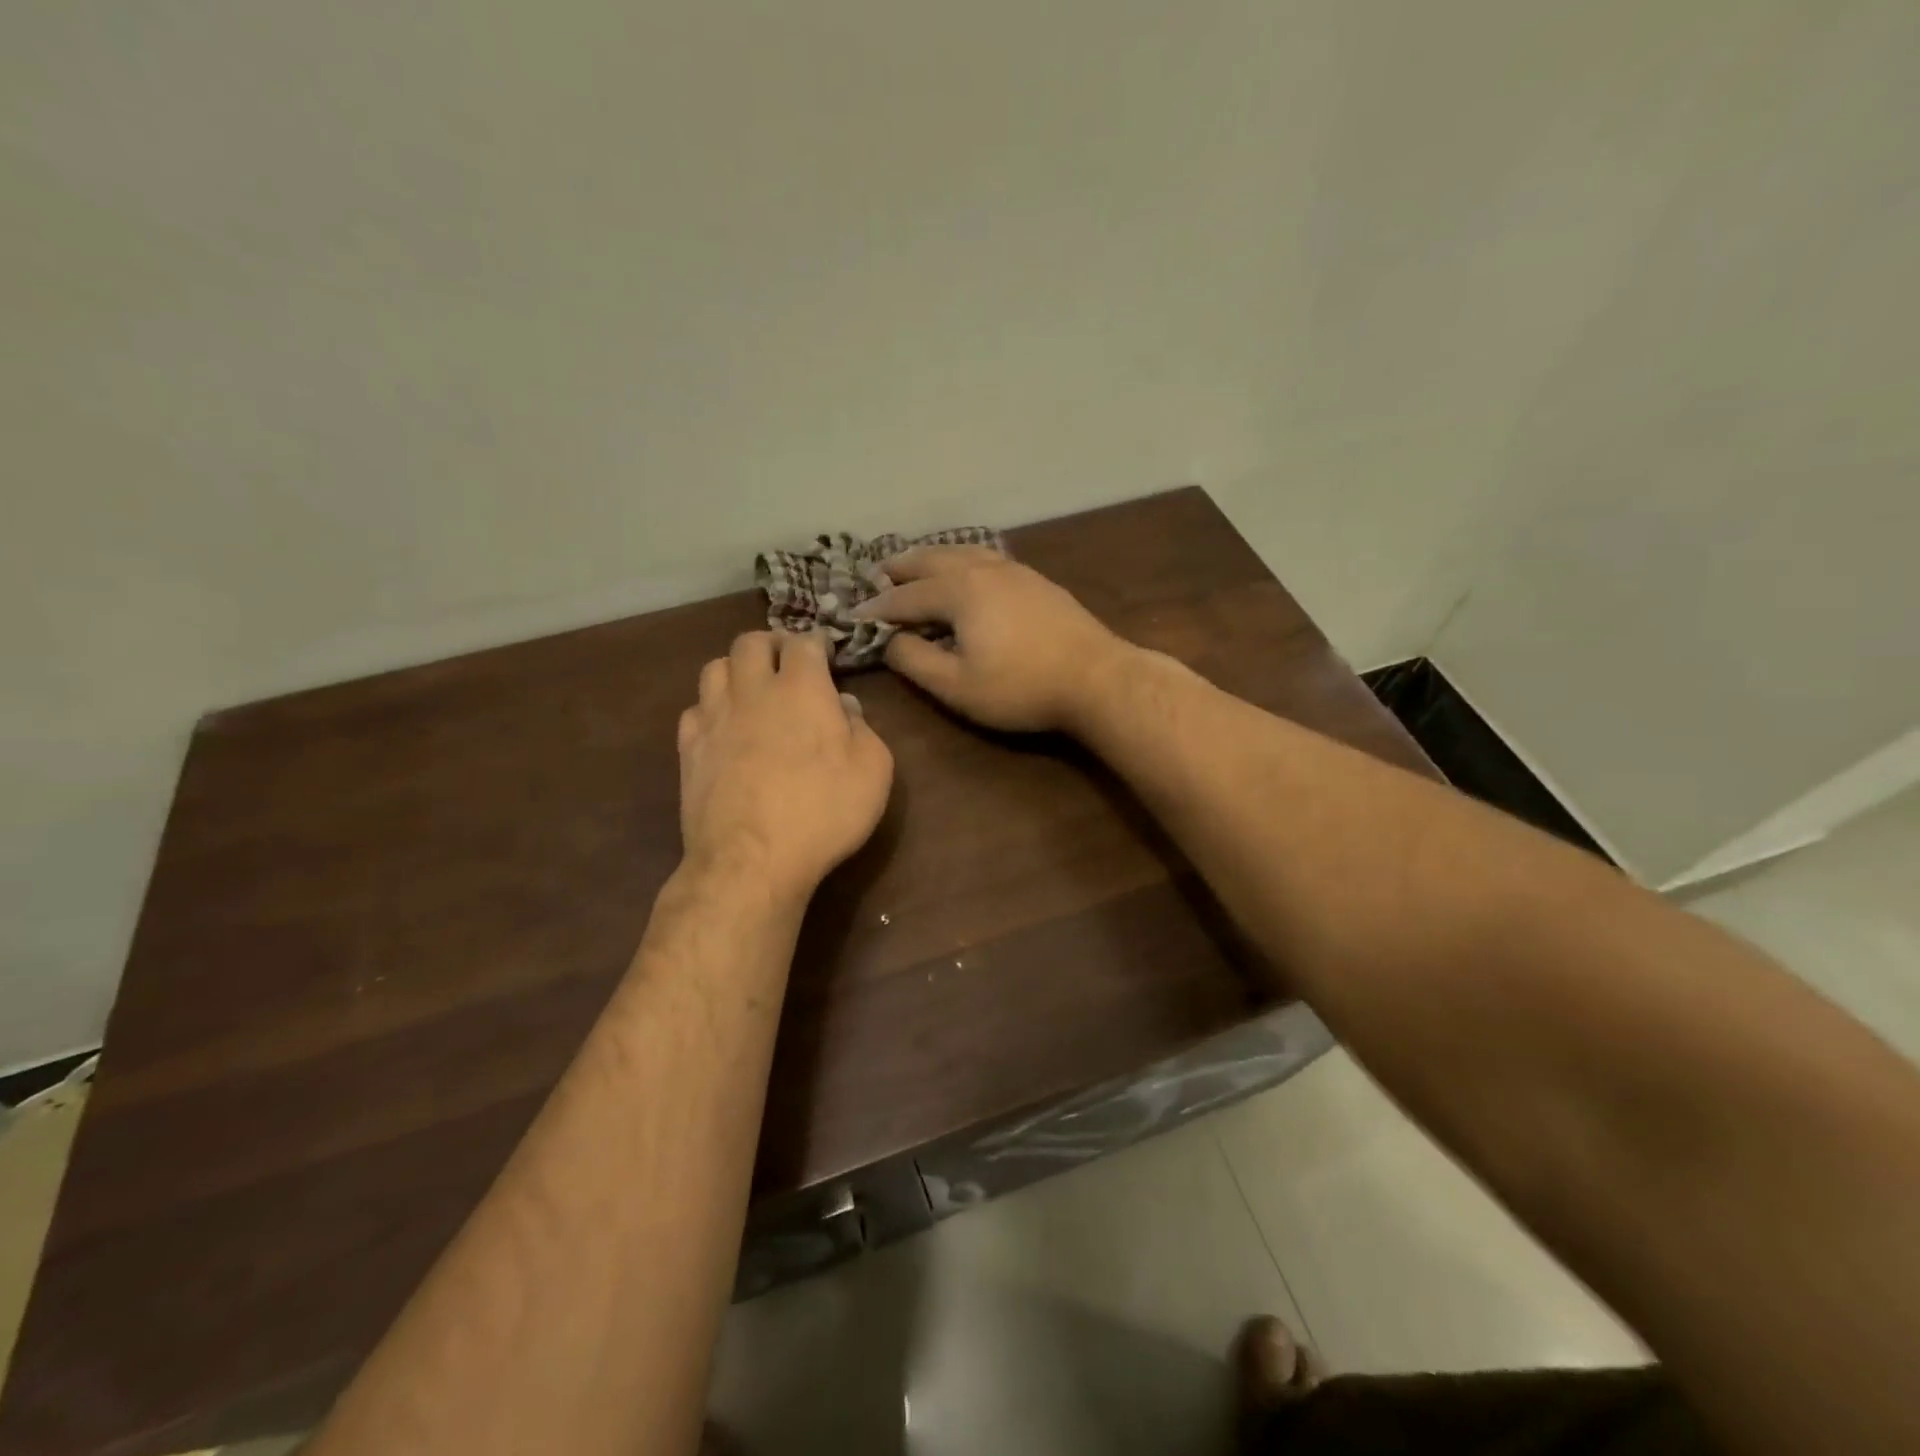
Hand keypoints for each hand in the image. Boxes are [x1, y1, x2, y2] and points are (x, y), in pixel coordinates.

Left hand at [678, 631, 892, 902]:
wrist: (752, 860)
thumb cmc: (824, 812)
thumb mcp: (873, 770)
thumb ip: (863, 728)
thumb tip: (843, 706)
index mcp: (802, 689)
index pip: (804, 643)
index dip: (816, 643)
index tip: (825, 654)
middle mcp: (753, 691)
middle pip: (750, 642)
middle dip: (771, 644)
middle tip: (786, 662)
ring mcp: (714, 718)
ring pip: (715, 667)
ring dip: (736, 669)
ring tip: (751, 689)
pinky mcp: (689, 748)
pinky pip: (694, 708)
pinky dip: (710, 708)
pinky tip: (723, 727)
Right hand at [852, 547, 1129, 732]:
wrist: (1096, 678)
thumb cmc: (1021, 687)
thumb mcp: (957, 686)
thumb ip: (915, 662)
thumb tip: (891, 641)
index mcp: (959, 591)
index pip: (906, 598)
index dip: (877, 608)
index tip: (853, 615)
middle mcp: (983, 569)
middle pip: (932, 561)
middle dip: (901, 568)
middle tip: (878, 574)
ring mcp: (1014, 571)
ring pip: (962, 552)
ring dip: (933, 558)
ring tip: (917, 565)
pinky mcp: (1037, 581)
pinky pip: (986, 558)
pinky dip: (963, 560)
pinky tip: (967, 571)